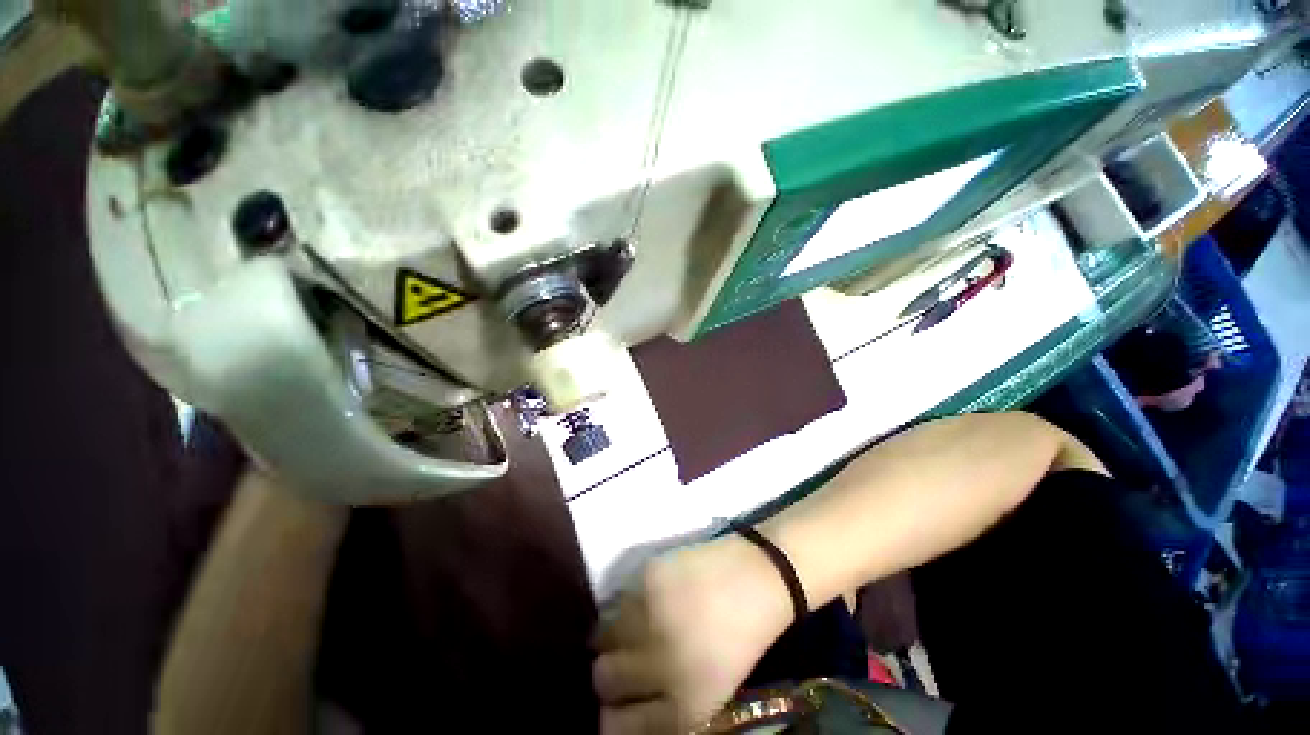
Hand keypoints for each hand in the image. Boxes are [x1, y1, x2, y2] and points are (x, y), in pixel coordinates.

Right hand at [592, 535, 793, 733]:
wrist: (757, 578)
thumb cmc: (740, 641)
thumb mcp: (710, 695)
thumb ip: (665, 709)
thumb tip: (623, 710)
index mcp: (683, 707)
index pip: (615, 727)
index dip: (611, 717)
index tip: (617, 704)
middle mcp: (660, 664)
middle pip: (602, 679)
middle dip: (609, 676)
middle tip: (623, 661)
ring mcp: (651, 615)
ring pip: (601, 636)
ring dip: (613, 638)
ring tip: (633, 629)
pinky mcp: (648, 577)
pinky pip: (616, 600)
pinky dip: (623, 606)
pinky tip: (646, 602)